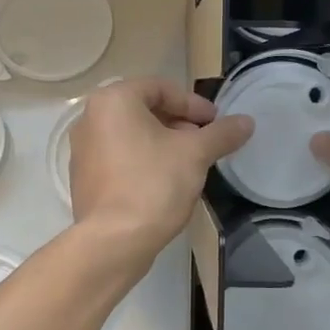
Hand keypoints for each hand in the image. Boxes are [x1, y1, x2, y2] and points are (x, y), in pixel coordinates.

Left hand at [67, 77, 253, 263]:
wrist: (113, 241)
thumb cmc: (153, 184)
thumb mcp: (195, 154)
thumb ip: (221, 134)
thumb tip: (247, 122)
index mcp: (113, 101)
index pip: (160, 88)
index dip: (193, 104)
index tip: (216, 123)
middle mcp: (90, 118)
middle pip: (143, 110)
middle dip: (178, 123)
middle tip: (204, 142)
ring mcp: (83, 150)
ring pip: (131, 135)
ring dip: (162, 143)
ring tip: (189, 164)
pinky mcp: (83, 178)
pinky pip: (119, 158)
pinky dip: (143, 161)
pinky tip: (164, 183)